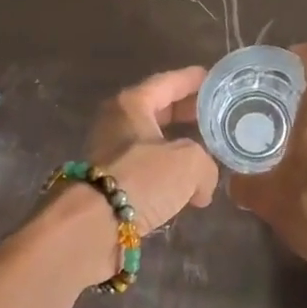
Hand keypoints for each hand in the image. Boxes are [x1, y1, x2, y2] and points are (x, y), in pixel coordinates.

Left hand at [41, 66, 218, 285]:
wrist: (91, 228)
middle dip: (186, 113)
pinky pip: (145, 172)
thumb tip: (202, 188)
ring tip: (207, 154)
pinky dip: (166, 176)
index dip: (193, 80)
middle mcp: (116, 123)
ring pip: (151, 143)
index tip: (214, 79)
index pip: (168, 82)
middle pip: (158, 111)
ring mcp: (109, 155)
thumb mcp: (189, 163)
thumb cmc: (141, 178)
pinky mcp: (108, 185)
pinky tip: (187, 188)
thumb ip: (206, 166)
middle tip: (215, 115)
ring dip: (177, 148)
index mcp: (131, 104)